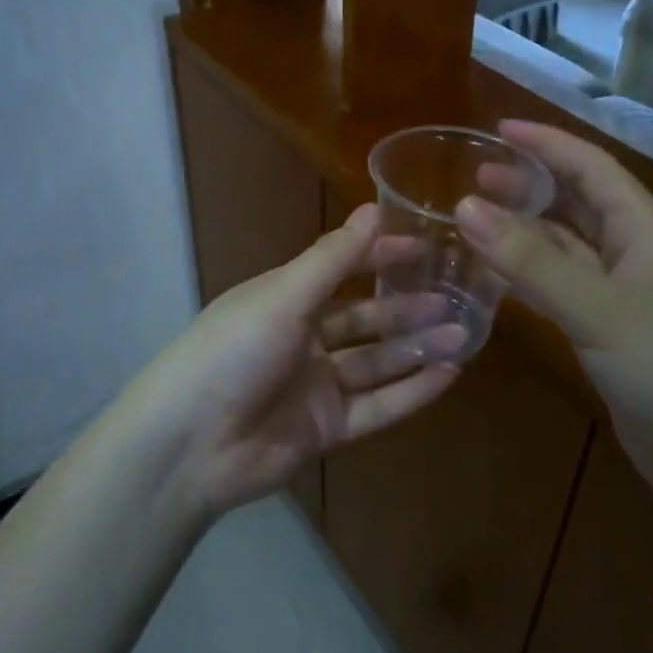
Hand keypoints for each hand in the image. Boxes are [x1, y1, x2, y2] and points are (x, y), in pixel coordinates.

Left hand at [123, 204, 463, 517]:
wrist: (190, 444)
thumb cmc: (233, 350)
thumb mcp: (283, 296)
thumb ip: (332, 259)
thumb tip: (373, 208)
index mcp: (286, 299)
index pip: (342, 268)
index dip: (380, 256)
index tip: (424, 246)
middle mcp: (304, 338)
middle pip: (366, 319)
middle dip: (408, 308)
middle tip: (455, 298)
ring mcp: (317, 386)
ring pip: (378, 363)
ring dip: (417, 348)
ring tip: (463, 334)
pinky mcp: (327, 429)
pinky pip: (378, 406)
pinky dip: (412, 392)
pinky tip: (448, 376)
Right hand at [457, 120, 652, 513]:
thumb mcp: (601, 310)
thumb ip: (532, 261)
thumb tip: (464, 206)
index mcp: (646, 230)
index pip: (591, 167)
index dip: (546, 143)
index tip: (496, 128)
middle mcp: (637, 255)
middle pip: (577, 205)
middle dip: (529, 186)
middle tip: (472, 179)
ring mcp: (626, 299)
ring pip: (567, 250)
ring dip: (525, 234)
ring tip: (473, 222)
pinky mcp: (614, 339)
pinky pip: (564, 292)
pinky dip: (530, 280)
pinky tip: (497, 279)